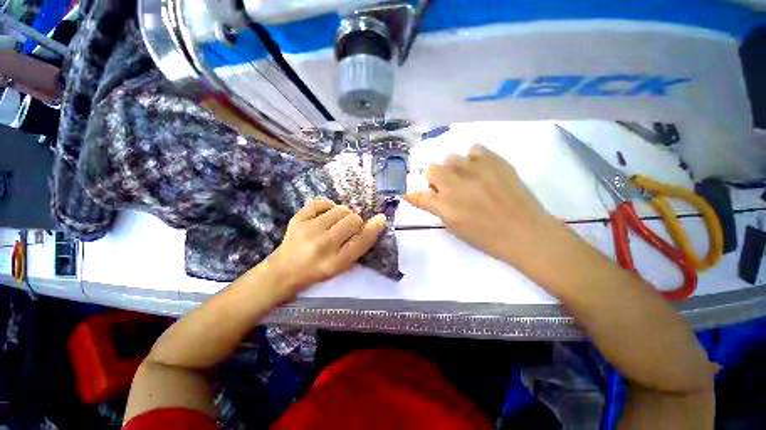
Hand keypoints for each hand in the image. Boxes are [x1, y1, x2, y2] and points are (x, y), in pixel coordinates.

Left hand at [264, 199, 386, 296]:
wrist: (283, 271)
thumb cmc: (316, 271)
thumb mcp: (340, 266)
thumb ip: (357, 247)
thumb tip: (374, 223)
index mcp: (335, 262)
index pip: (362, 241)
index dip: (374, 228)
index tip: (380, 219)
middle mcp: (323, 245)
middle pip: (353, 220)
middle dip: (356, 222)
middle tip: (348, 228)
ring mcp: (308, 229)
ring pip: (340, 209)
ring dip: (343, 214)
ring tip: (336, 222)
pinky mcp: (297, 219)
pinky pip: (321, 202)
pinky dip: (328, 206)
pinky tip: (325, 215)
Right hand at [405, 144, 559, 266]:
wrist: (525, 232)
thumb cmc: (487, 237)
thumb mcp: (455, 228)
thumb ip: (437, 209)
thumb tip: (424, 196)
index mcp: (445, 206)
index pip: (419, 195)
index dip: (415, 194)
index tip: (415, 194)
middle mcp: (455, 184)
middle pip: (431, 168)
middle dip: (434, 178)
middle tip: (446, 188)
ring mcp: (475, 170)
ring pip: (451, 158)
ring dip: (452, 169)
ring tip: (466, 179)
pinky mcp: (495, 161)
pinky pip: (474, 150)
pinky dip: (473, 158)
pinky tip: (480, 170)